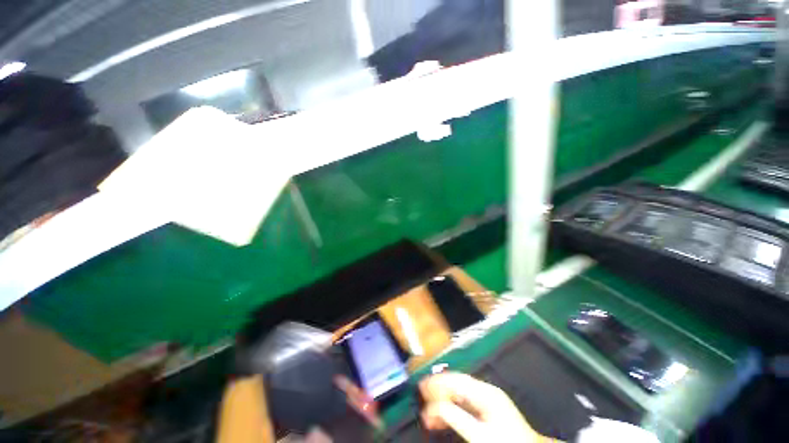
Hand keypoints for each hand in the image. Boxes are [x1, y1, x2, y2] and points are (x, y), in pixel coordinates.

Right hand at [419, 372, 543, 442]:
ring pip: (459, 392)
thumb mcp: (480, 435)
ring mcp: (488, 398)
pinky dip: (452, 406)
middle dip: (438, 389)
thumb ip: (455, 418)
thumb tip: (433, 407)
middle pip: (456, 382)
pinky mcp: (488, 408)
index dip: (437, 383)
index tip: (422, 387)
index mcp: (485, 393)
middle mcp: (486, 390)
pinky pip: (465, 402)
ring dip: (443, 398)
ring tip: (428, 410)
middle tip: (421, 395)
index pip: (455, 381)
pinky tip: (443, 414)